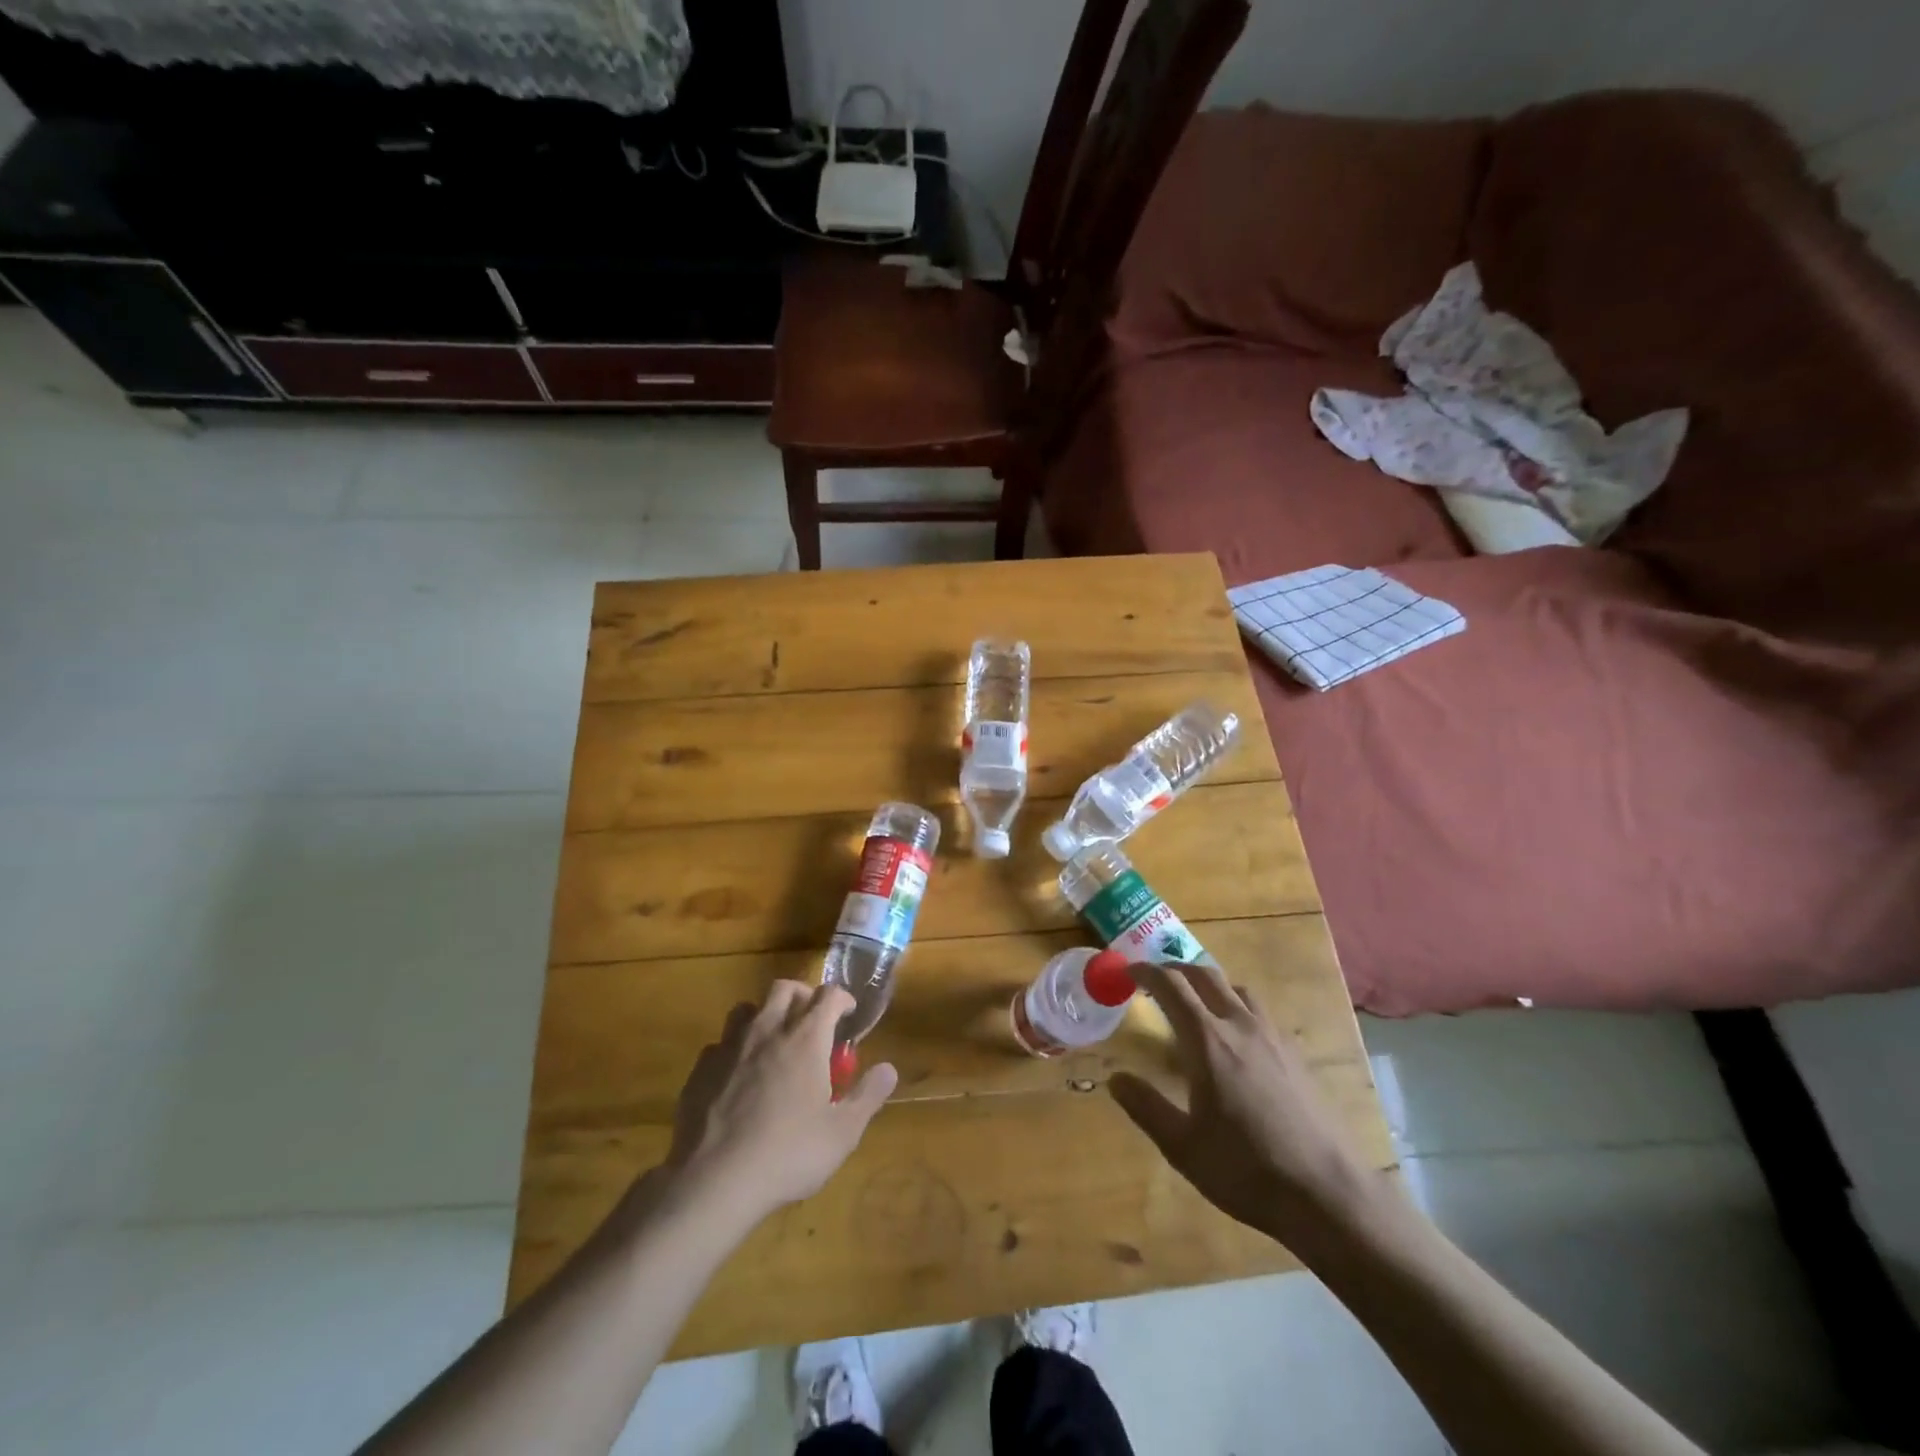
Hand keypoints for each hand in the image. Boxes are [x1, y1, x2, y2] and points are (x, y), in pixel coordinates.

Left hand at [654, 982, 897, 1224]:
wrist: (714, 1181)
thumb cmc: (788, 1153)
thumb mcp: (843, 1132)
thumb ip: (868, 1095)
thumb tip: (888, 1068)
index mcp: (806, 1038)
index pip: (828, 995)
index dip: (842, 998)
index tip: (848, 1014)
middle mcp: (768, 1030)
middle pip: (785, 988)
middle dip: (802, 995)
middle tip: (812, 1019)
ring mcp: (730, 1047)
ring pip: (747, 1008)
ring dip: (764, 1014)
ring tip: (773, 1040)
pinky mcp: (701, 1069)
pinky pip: (720, 1044)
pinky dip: (734, 1049)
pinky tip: (738, 1075)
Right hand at [1109, 961, 1388, 1252]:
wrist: (1329, 1194)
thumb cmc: (1247, 1170)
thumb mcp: (1183, 1148)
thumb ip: (1146, 1107)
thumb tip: (1115, 1078)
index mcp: (1208, 1041)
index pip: (1171, 986)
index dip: (1145, 972)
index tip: (1127, 972)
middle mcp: (1240, 1026)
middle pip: (1205, 975)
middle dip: (1175, 969)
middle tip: (1155, 981)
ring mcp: (1274, 1037)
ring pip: (1237, 988)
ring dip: (1209, 984)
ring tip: (1195, 1005)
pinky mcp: (1296, 1054)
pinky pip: (1259, 1012)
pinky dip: (1236, 1007)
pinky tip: (1235, 1040)